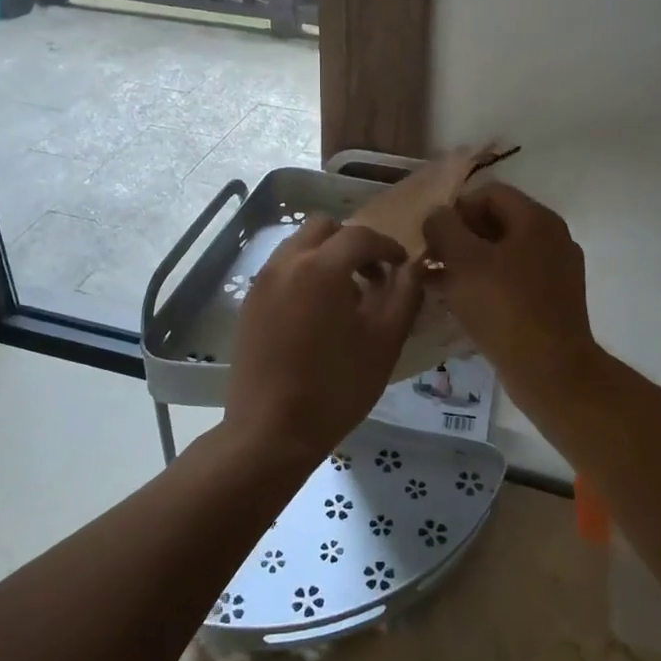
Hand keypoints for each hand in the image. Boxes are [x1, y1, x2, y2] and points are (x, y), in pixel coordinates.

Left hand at [223, 216, 423, 473]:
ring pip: (299, 245)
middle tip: (373, 276)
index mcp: (321, 267)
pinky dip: (304, 273)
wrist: (269, 432)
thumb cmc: (335, 387)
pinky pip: (282, 269)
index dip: (387, 246)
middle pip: (324, 228)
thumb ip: (405, 295)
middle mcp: (286, 262)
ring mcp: (262, 282)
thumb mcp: (385, 342)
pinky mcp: (249, 303)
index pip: (360, 235)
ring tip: (345, 296)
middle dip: (352, 243)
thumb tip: (411, 268)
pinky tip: (316, 313)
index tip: (402, 266)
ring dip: (326, 256)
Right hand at [422, 185, 599, 400]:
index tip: (432, 235)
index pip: (489, 193)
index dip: (456, 208)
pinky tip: (461, 303)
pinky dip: (487, 283)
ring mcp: (557, 270)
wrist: (551, 371)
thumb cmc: (504, 308)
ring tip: (438, 282)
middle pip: (497, 222)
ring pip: (503, 253)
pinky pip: (514, 279)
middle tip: (431, 259)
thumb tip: (438, 215)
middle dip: (459, 237)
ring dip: (468, 262)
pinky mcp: (554, 300)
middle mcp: (553, 238)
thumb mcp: (463, 261)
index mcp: (537, 219)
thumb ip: (444, 228)